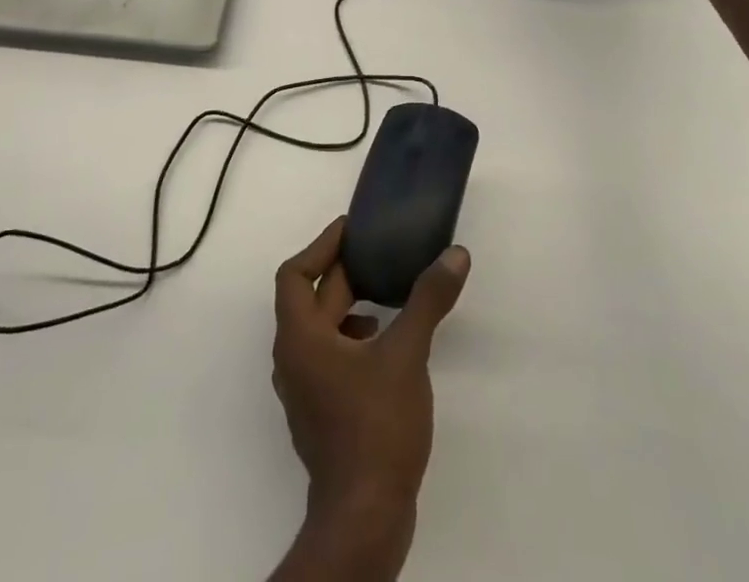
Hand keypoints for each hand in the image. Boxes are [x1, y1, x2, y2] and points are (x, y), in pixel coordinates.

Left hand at [268, 218, 470, 579]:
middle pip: (311, 300)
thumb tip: (456, 255)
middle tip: (380, 253)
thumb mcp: (407, 353)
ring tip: (387, 296)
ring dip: (349, 307)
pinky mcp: (322, 414)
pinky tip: (387, 345)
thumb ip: (428, 300)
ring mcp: (305, 391)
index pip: (294, 274)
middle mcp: (293, 359)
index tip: (351, 230)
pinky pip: (331, 357)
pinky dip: (354, 339)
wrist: (365, 518)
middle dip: (344, 274)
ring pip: (322, 330)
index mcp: (300, 337)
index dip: (321, 246)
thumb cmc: (376, 426)